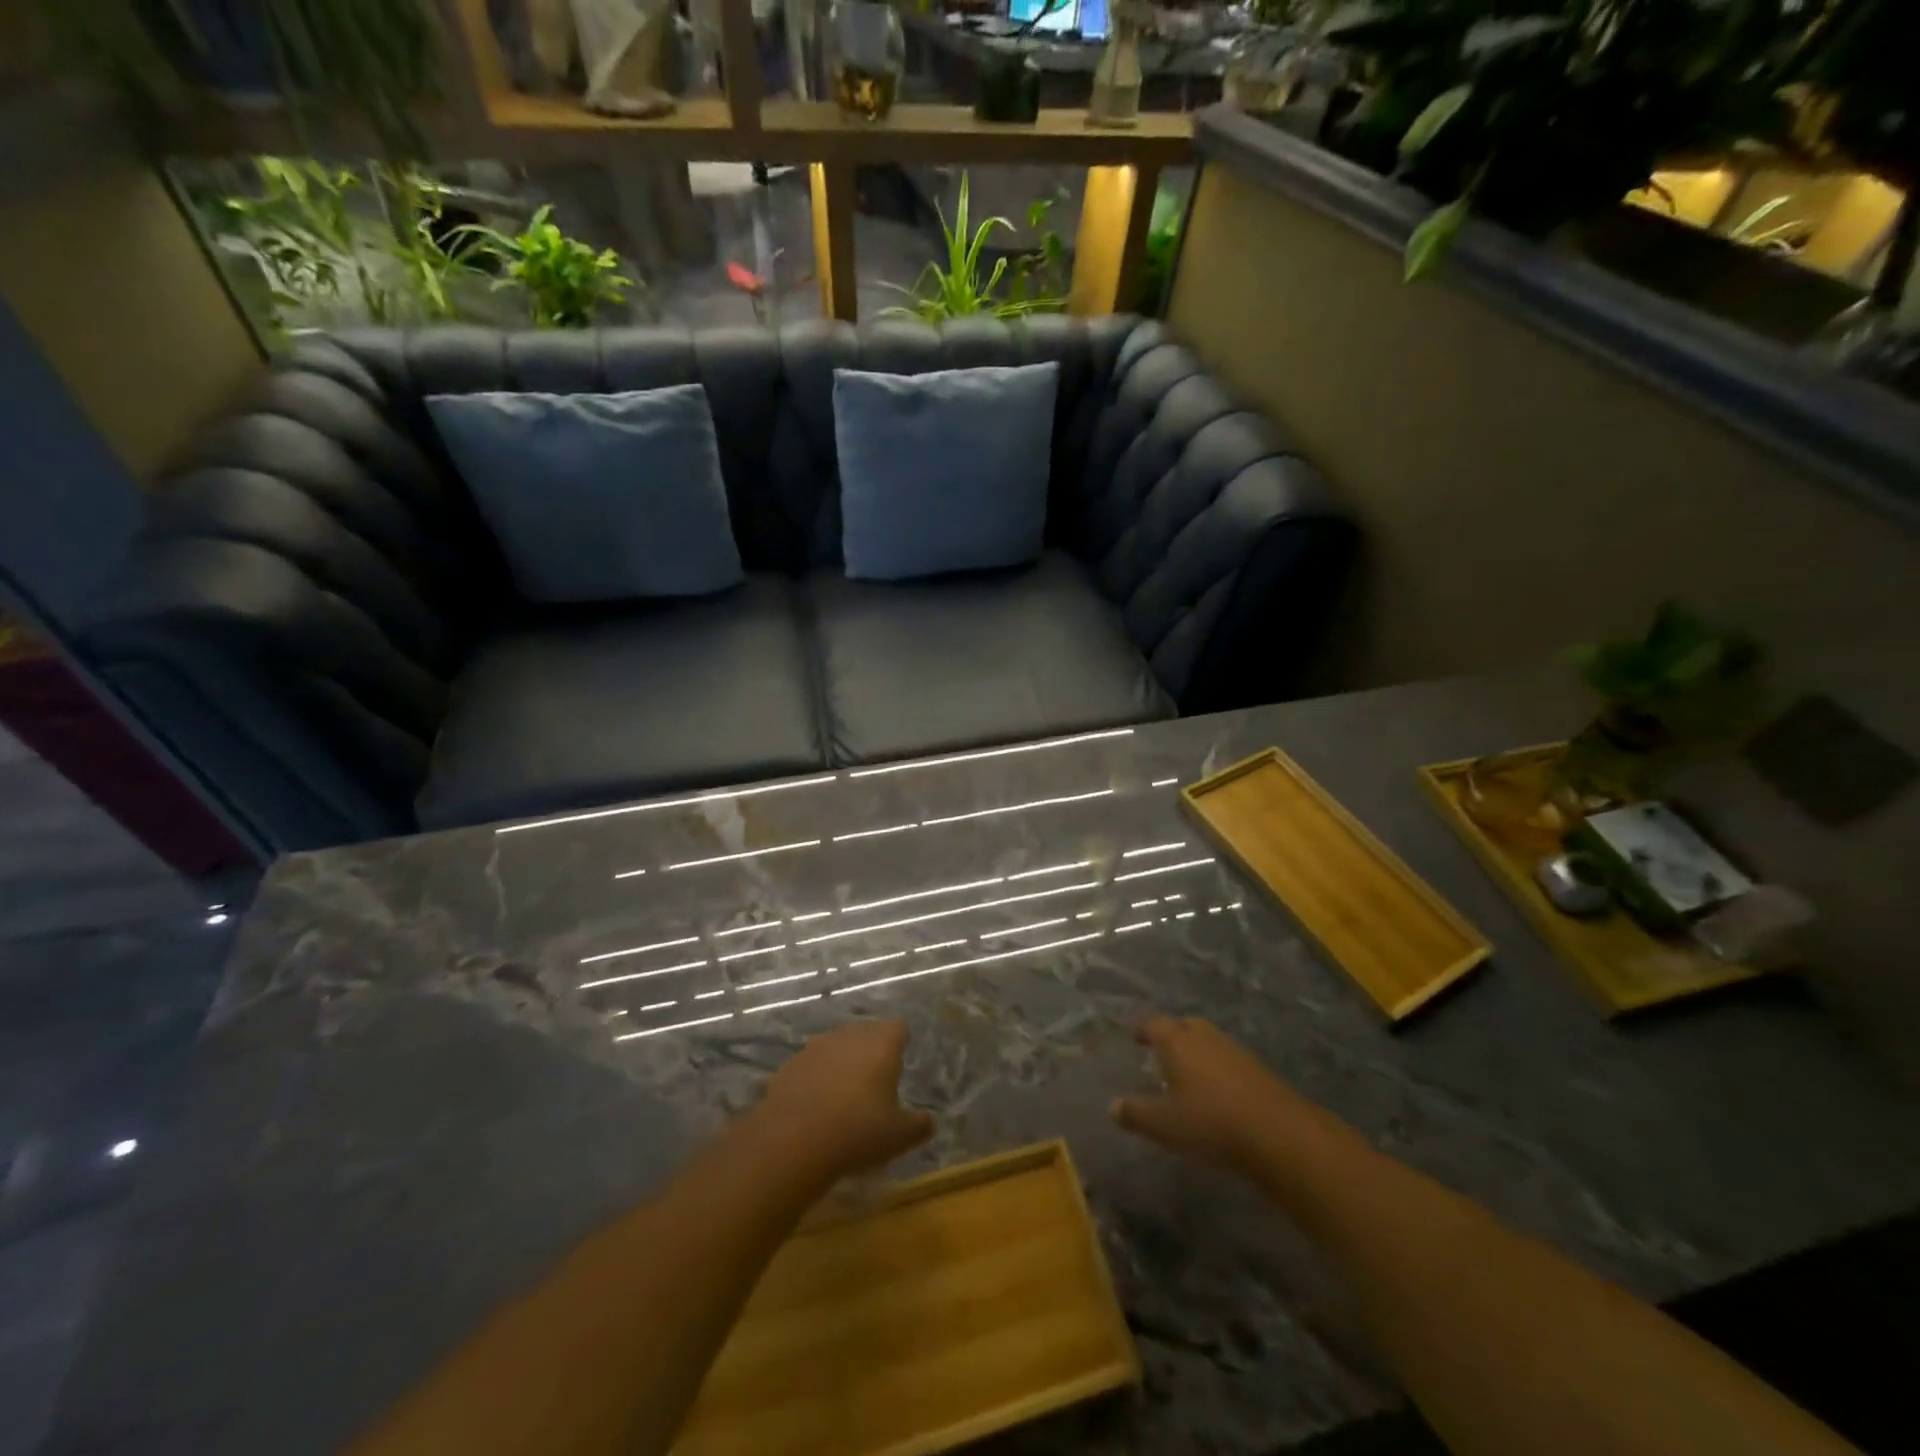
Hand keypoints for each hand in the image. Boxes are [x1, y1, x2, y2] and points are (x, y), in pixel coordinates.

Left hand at [756, 1020, 932, 1182]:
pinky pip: (810, 1066)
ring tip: (844, 1094)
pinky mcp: (789, 1065)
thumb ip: (919, 1125)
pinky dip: (815, 1079)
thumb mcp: (899, 1137)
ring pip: (836, 1046)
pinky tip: (814, 1106)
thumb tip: (928, 1121)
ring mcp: (816, 1047)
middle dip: (871, 1051)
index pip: (899, 1028)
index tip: (901, 1061)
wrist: (791, 1143)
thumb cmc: (857, 1132)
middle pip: (866, 1033)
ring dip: (841, 1063)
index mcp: (881, 1044)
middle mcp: (849, 1036)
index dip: (901, 1042)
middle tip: (876, 1081)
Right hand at [1111, 1016, 1304, 1174]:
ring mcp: (1234, 1050)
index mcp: (1177, 1042)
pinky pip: (1228, 1058)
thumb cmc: (1211, 1123)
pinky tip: (1218, 1090)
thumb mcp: (1165, 1125)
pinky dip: (1218, 1067)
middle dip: (1172, 1035)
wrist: (1278, 1133)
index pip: (1154, 1024)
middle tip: (1162, 1053)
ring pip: (1209, 1040)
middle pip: (1184, 1025)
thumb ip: (1136, 1114)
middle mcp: (1204, 1037)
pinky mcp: (1257, 1068)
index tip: (1135, 1038)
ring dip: (1197, 1051)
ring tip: (1189, 1074)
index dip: (1143, 1029)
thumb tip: (1112, 1106)